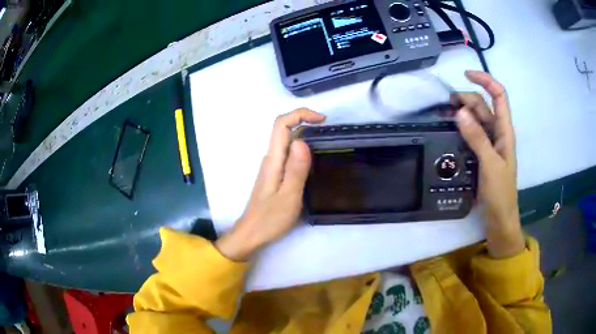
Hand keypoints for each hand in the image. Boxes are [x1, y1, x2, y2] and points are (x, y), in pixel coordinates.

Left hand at [215, 108, 325, 261]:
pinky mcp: (275, 174)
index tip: (322, 120)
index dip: (300, 114)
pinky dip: (302, 148)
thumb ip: (296, 169)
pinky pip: (288, 153)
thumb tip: (303, 141)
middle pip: (284, 129)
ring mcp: (272, 166)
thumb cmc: (270, 218)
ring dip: (305, 134)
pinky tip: (314, 159)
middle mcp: (271, 158)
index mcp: (273, 160)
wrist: (252, 233)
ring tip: (326, 143)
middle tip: (329, 132)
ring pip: (287, 141)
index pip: (281, 124)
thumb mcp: (289, 196)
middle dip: (305, 121)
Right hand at [457, 70, 524, 258]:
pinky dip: (461, 128)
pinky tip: (450, 131)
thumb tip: (460, 112)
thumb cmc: (500, 194)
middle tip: (447, 106)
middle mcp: (497, 133)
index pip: (499, 96)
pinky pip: (471, 135)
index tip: (465, 75)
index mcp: (505, 131)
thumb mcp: (490, 165)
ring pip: (476, 119)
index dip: (485, 80)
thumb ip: (477, 138)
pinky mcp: (481, 155)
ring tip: (445, 116)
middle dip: (467, 98)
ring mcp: (489, 144)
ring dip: (462, 113)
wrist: (500, 219)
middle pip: (483, 105)